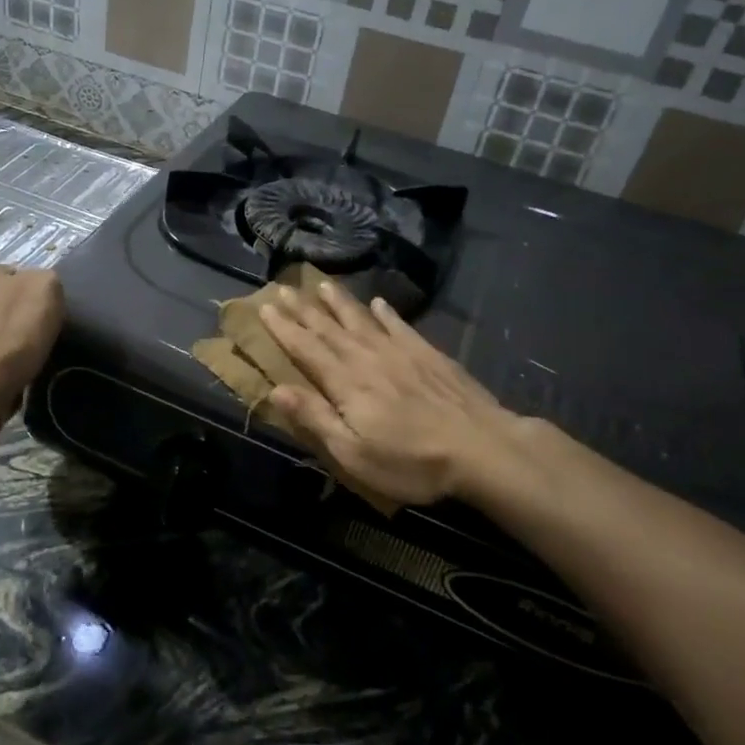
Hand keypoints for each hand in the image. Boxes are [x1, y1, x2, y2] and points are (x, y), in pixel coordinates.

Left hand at [0, 264, 63, 395]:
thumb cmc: (14, 329)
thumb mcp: (47, 287)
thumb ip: (44, 279)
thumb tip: (38, 288)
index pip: (12, 275)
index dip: (32, 294)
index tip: (43, 314)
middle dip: (9, 314)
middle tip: (31, 335)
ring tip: (16, 359)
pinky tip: (0, 373)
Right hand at [260, 279, 527, 508]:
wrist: (480, 446)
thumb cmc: (411, 460)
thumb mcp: (353, 453)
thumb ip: (315, 418)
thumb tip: (275, 389)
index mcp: (345, 382)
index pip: (306, 348)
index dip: (284, 328)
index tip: (264, 308)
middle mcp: (367, 357)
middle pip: (329, 328)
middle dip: (303, 308)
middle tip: (282, 288)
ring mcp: (399, 352)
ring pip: (361, 319)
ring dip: (339, 302)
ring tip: (321, 284)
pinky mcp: (427, 354)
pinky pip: (399, 325)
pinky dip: (386, 313)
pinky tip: (379, 303)